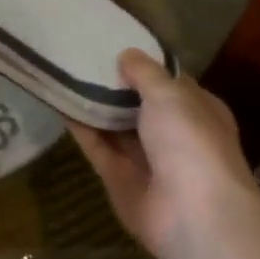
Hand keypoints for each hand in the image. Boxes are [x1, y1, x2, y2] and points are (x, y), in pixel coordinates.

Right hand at [70, 49, 259, 255]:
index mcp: (199, 111)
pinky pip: (97, 147)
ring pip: (116, 127)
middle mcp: (175, 135)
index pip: (172, 84)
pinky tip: (60, 103)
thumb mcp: (170, 94)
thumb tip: (127, 55)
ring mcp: (147, 160)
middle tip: (83, 56)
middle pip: (141, 106)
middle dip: (117, 86)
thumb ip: (145, 73)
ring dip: (96, 105)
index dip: (148, 66)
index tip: (118, 45)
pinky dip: (81, 128)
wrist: (191, 214)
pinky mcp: (119, 180)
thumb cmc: (190, 142)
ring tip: (66, 74)